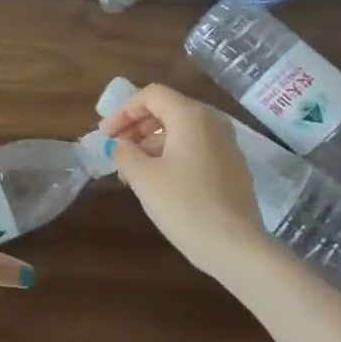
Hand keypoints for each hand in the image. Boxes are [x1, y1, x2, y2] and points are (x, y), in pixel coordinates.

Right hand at [101, 83, 265, 275]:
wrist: (234, 246)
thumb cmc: (183, 204)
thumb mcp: (143, 177)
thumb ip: (125, 153)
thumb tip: (121, 146)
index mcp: (191, 116)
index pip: (152, 95)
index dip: (123, 111)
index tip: (105, 135)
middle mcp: (213, 123)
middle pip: (168, 111)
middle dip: (136, 128)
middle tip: (116, 151)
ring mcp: (227, 146)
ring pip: (181, 133)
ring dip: (151, 146)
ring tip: (131, 174)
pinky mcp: (233, 169)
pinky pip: (196, 151)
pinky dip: (172, 157)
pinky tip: (158, 184)